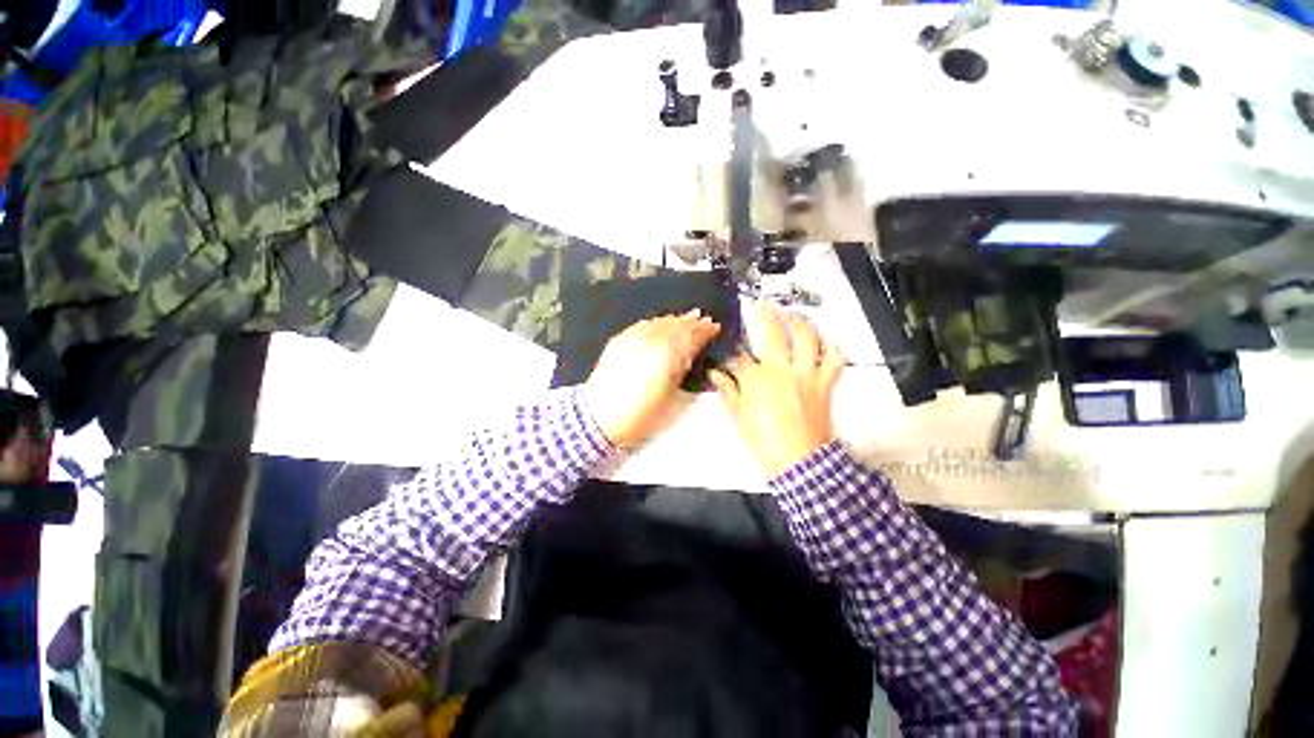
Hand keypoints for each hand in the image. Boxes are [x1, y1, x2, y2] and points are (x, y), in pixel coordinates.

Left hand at [584, 310, 720, 447]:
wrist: (599, 416)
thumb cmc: (640, 413)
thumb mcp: (669, 395)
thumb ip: (681, 368)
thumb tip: (691, 352)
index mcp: (666, 354)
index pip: (690, 337)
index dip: (703, 331)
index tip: (713, 326)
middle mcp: (650, 340)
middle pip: (676, 326)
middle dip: (691, 322)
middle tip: (704, 319)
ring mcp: (633, 338)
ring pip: (659, 322)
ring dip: (675, 320)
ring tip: (687, 317)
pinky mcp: (619, 340)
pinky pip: (642, 325)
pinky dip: (655, 322)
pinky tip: (660, 322)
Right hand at [709, 302, 844, 477]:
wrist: (798, 461)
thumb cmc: (766, 441)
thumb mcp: (738, 416)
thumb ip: (727, 390)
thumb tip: (715, 375)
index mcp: (756, 379)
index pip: (739, 357)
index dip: (731, 351)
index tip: (728, 347)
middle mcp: (781, 369)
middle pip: (772, 333)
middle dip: (764, 314)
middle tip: (760, 305)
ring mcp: (805, 374)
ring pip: (806, 338)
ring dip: (799, 321)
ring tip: (792, 314)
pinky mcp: (823, 383)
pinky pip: (833, 359)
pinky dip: (831, 347)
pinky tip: (825, 340)